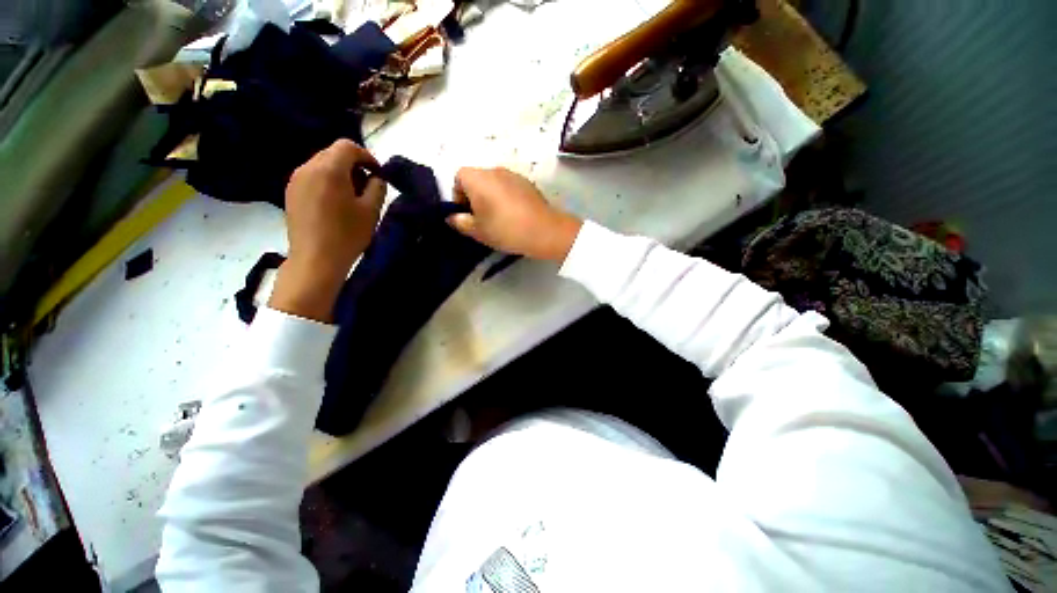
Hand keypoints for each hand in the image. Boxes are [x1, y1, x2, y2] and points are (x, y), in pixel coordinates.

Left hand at [270, 139, 385, 322]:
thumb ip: (377, 187)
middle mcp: (308, 168)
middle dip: (354, 165)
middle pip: (333, 153)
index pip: (347, 146)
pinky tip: (335, 204)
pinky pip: (312, 177)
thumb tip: (376, 177)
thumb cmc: (347, 235)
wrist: (315, 260)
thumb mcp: (371, 211)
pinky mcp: (291, 192)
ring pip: (322, 164)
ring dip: (340, 174)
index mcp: (329, 169)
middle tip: (367, 187)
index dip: (367, 156)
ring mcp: (296, 180)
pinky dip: (327, 182)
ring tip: (352, 198)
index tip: (378, 174)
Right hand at [448, 167, 581, 261]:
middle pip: (477, 179)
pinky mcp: (528, 183)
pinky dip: (507, 197)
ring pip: (494, 183)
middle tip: (481, 218)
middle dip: (475, 196)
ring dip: (491, 196)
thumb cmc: (505, 229)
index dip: (458, 195)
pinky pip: (510, 187)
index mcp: (477, 178)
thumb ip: (460, 222)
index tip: (466, 214)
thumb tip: (452, 217)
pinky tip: (514, 215)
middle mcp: (494, 170)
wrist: (544, 231)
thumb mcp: (478, 231)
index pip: (458, 177)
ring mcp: (514, 174)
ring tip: (499, 218)